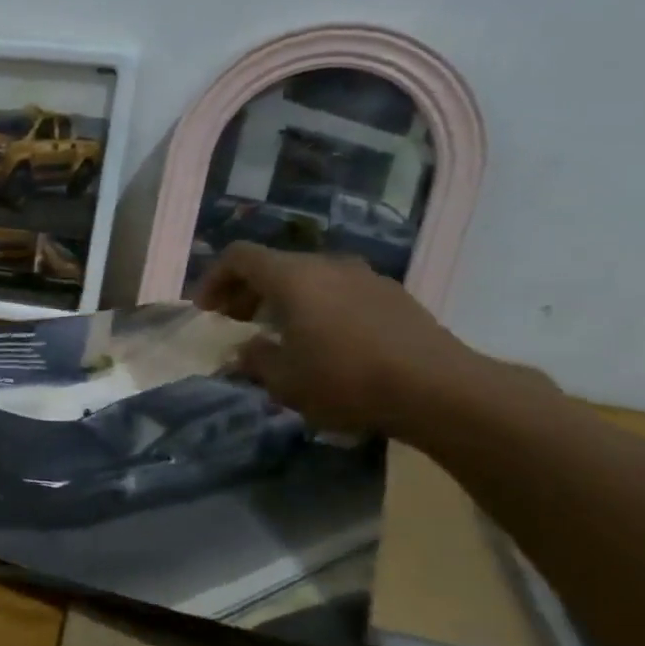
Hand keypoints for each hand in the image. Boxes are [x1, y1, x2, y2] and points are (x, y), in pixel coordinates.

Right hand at [196, 243, 479, 435]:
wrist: (438, 388)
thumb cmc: (346, 380)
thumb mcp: (284, 380)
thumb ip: (255, 359)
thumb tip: (246, 349)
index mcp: (294, 277)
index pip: (239, 256)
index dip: (214, 279)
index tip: (206, 310)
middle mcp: (328, 265)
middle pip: (274, 265)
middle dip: (246, 291)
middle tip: (235, 322)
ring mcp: (365, 277)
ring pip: (309, 277)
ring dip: (282, 299)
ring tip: (277, 333)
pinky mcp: (393, 296)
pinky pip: (339, 291)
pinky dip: (316, 306)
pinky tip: (323, 341)